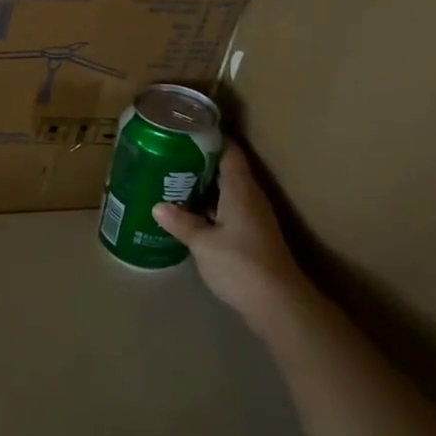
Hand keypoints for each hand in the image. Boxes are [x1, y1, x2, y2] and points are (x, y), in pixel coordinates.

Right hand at [154, 146, 326, 333]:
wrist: (277, 303)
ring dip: (201, 187)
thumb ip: (181, 222)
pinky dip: (208, 208)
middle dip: (198, 162)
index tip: (183, 132)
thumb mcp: (203, 242)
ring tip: (171, 182)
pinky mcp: (251, 236)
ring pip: (224, 191)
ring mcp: (253, 217)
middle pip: (225, 169)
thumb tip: (158, 206)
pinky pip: (226, 211)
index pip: (229, 150)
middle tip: (167, 157)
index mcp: (240, 189)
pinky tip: (187, 214)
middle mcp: (250, 197)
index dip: (208, 138)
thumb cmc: (240, 263)